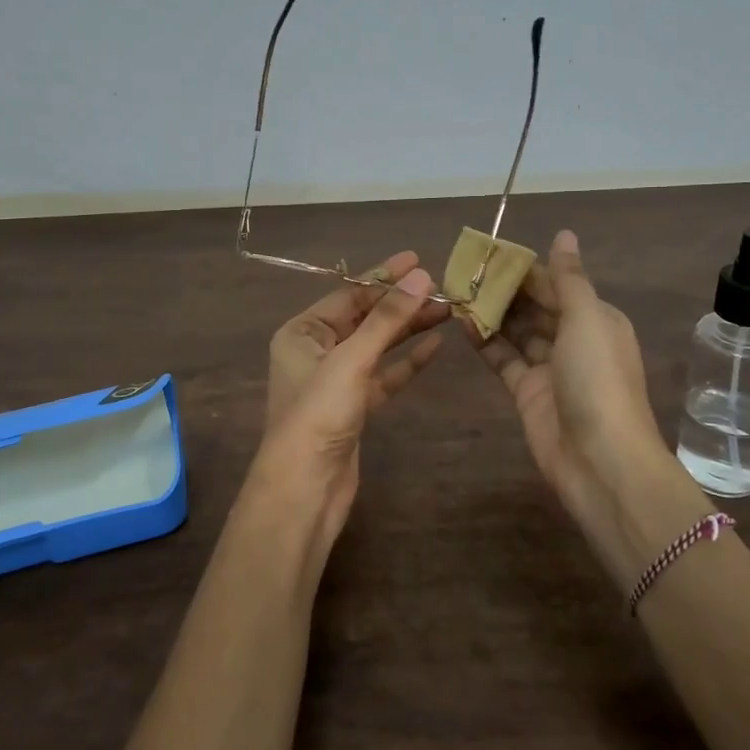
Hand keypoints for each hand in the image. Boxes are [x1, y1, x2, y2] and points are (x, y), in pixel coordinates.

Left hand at [250, 251, 448, 558]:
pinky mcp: (354, 407)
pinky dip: (406, 362)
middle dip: (401, 304)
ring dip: (408, 329)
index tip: (418, 261)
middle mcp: (316, 351)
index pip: (348, 295)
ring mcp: (335, 381)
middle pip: (364, 318)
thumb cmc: (318, 415)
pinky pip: (384, 375)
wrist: (305, 489)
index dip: (383, 277)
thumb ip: (387, 319)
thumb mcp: (351, 360)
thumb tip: (421, 277)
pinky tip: (434, 346)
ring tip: (447, 312)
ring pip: (377, 346)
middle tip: (443, 289)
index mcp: (301, 332)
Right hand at [472, 230, 708, 590]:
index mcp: (596, 318)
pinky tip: (461, 322)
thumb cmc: (598, 380)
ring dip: (491, 312)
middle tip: (464, 270)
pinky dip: (485, 341)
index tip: (489, 252)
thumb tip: (564, 233)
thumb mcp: (587, 320)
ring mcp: (549, 367)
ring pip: (517, 331)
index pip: (556, 284)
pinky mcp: (527, 391)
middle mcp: (574, 339)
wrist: (600, 460)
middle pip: (535, 306)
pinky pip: (503, 358)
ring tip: (456, 290)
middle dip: (504, 289)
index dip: (525, 268)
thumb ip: (569, 278)